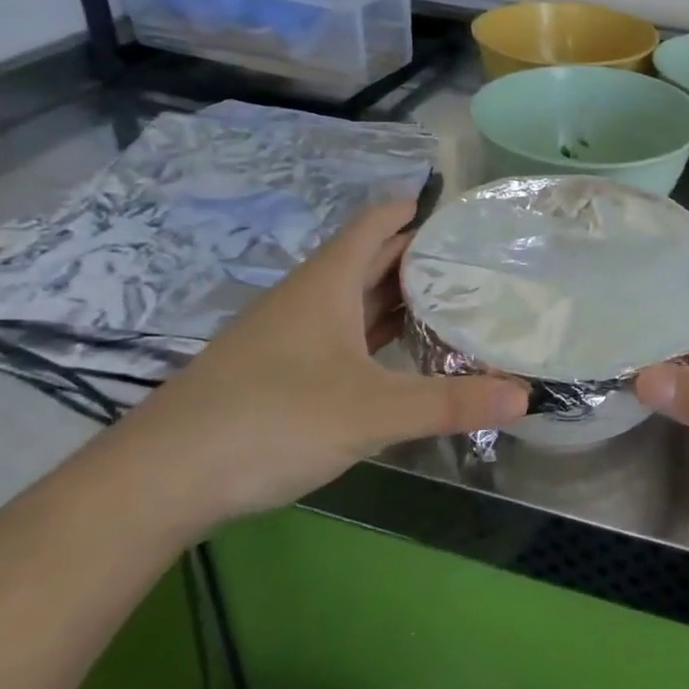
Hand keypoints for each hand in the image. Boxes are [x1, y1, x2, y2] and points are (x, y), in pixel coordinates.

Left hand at [118, 197, 527, 522]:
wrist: (161, 479)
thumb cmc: (273, 419)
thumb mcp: (373, 411)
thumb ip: (450, 402)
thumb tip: (527, 395)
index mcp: (327, 282)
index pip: (377, 222)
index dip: (415, 210)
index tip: (461, 214)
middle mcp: (306, 297)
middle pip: (368, 258)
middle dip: (418, 257)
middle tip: (476, 262)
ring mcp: (286, 334)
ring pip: (351, 299)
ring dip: (395, 297)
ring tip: (449, 302)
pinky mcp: (274, 369)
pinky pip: (337, 334)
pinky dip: (371, 334)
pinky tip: (394, 354)